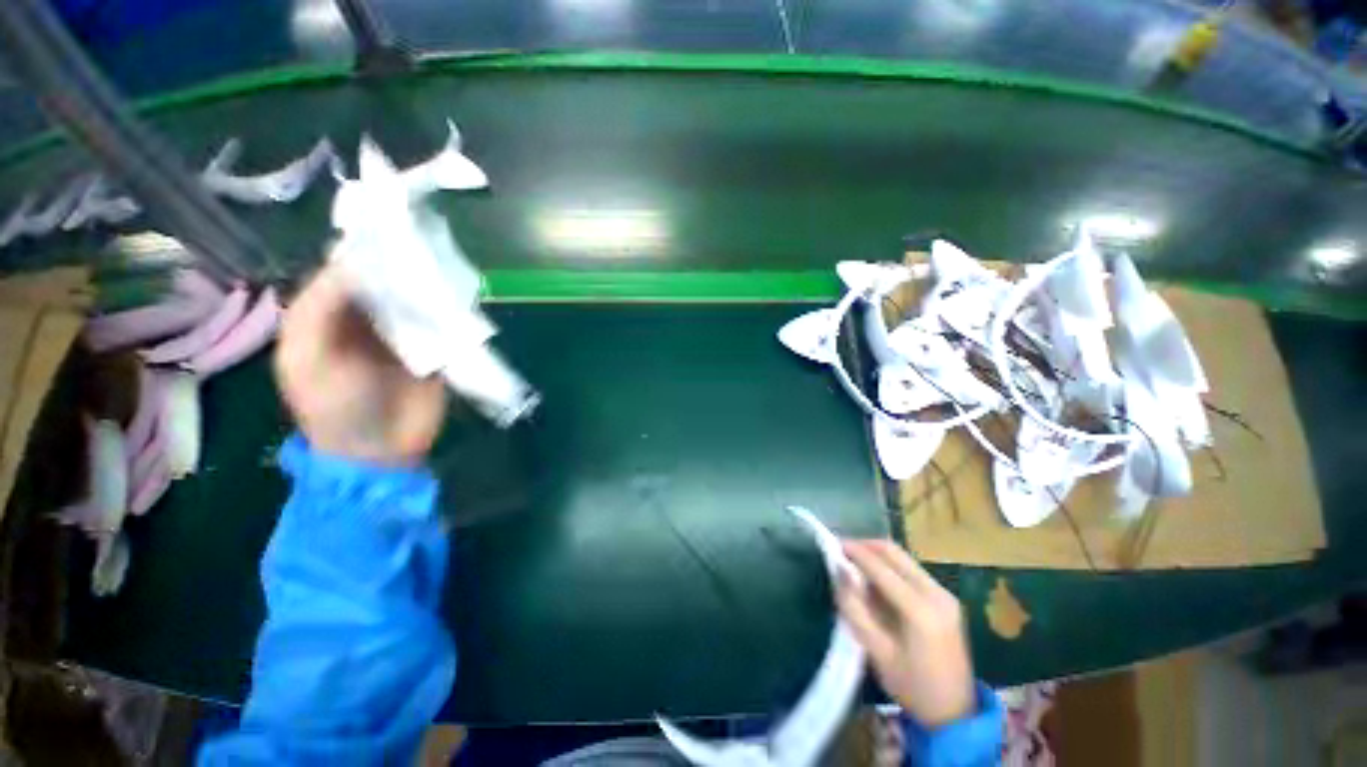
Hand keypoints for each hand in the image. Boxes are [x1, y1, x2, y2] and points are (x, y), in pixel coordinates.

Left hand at [275, 264, 446, 464]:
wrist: (382, 452)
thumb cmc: (333, 408)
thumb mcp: (306, 359)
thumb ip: (317, 310)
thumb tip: (352, 264)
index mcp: (327, 318)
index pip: (341, 274)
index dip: (359, 253)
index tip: (385, 234)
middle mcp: (366, 320)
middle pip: (383, 282)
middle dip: (400, 265)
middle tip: (423, 245)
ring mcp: (405, 335)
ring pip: (415, 299)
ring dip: (428, 285)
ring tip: (445, 264)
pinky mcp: (437, 350)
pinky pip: (443, 322)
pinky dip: (451, 309)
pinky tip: (461, 296)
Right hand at [836, 540, 974, 728]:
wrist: (956, 715)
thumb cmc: (912, 687)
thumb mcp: (877, 652)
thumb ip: (855, 609)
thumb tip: (840, 573)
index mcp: (920, 610)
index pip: (881, 567)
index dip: (855, 552)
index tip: (834, 544)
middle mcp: (936, 594)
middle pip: (895, 553)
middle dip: (866, 546)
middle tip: (843, 549)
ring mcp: (944, 595)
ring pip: (904, 559)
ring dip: (878, 555)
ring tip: (855, 562)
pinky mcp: (946, 599)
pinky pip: (912, 571)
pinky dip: (890, 567)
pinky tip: (876, 579)